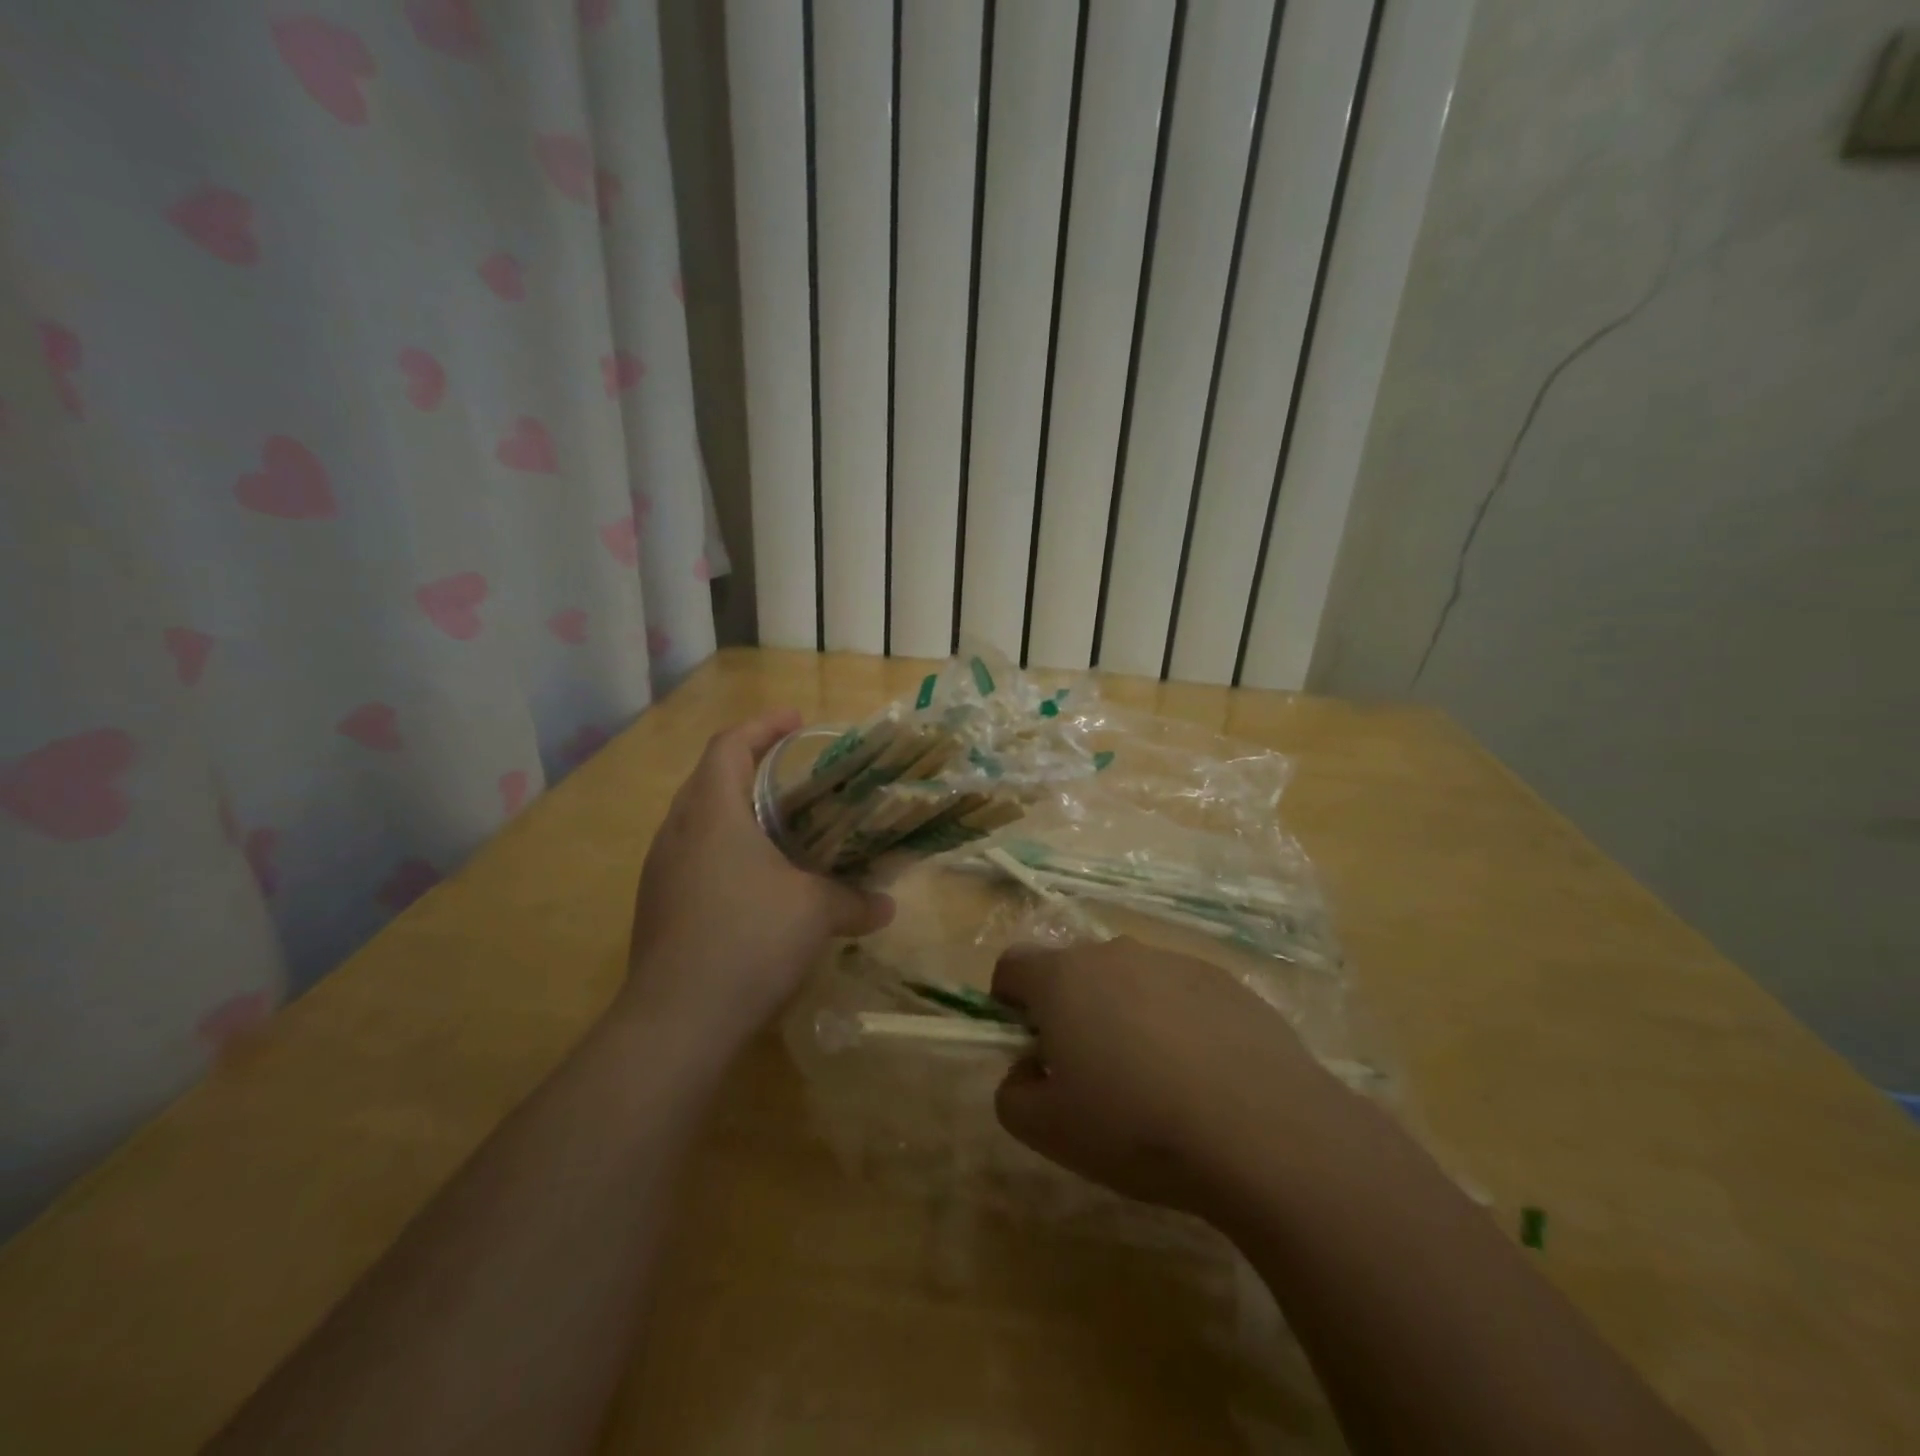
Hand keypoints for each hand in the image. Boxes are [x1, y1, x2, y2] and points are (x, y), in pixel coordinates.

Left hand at [623, 709, 893, 1059]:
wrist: (676, 1023)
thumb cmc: (749, 940)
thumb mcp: (815, 913)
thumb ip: (854, 901)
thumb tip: (886, 906)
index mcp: (712, 812)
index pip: (730, 745)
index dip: (764, 726)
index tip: (798, 722)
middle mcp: (678, 832)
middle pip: (710, 778)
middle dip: (751, 767)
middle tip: (796, 776)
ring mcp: (661, 871)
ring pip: (699, 821)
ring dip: (737, 813)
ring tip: (781, 827)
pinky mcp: (658, 907)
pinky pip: (694, 858)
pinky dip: (726, 852)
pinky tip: (758, 884)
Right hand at [991, 938, 1341, 1217]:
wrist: (1263, 1130)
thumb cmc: (1136, 1125)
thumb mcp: (1048, 1131)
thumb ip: (1012, 1094)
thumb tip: (1028, 1070)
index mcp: (1064, 978)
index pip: (1012, 966)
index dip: (1007, 1003)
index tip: (1028, 1047)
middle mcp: (1115, 953)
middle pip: (1073, 972)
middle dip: (1070, 1012)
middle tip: (1091, 1074)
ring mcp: (1174, 961)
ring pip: (1129, 981)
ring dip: (1125, 1016)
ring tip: (1154, 1082)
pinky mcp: (1224, 980)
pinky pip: (1179, 994)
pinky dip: (1176, 1023)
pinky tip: (1202, 1078)